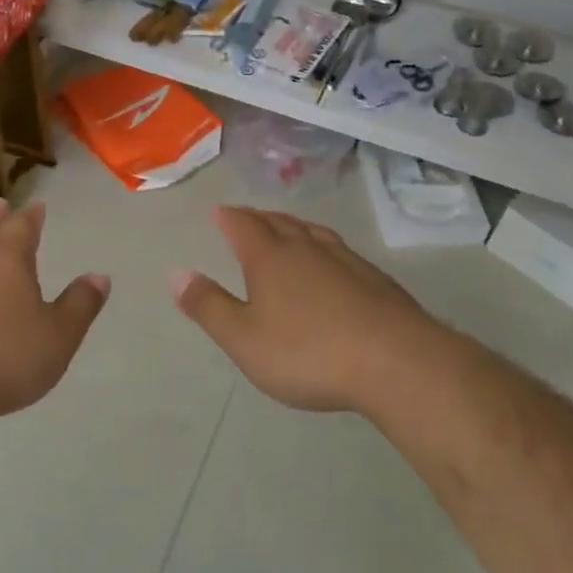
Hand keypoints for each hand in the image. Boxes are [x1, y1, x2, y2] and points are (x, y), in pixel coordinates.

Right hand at [171, 207, 442, 413]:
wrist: (396, 362)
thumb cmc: (308, 352)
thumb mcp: (244, 339)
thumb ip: (209, 306)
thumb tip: (177, 273)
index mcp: (270, 258)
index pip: (243, 226)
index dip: (229, 217)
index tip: (219, 211)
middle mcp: (306, 248)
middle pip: (278, 223)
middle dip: (259, 218)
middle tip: (247, 216)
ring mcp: (345, 260)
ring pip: (312, 232)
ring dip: (293, 226)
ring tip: (285, 228)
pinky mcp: (375, 279)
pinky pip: (339, 250)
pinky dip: (323, 247)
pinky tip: (332, 262)